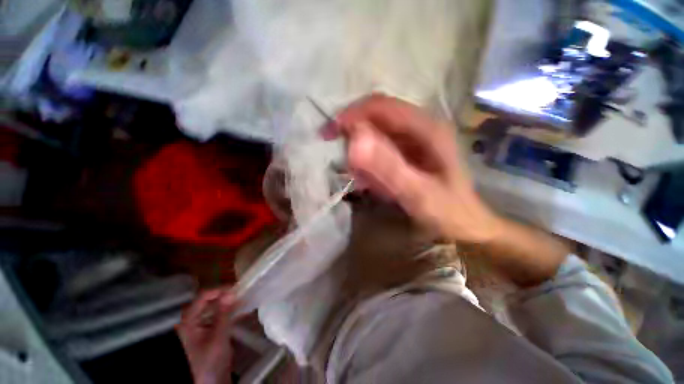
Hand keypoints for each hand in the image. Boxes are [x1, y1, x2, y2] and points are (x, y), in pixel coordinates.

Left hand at [176, 289, 238, 383]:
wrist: (211, 383)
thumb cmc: (210, 361)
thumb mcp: (218, 337)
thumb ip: (224, 314)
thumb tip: (231, 292)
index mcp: (190, 321)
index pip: (203, 297)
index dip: (219, 290)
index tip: (236, 288)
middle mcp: (194, 320)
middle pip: (209, 300)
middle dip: (226, 295)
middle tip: (243, 291)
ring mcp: (202, 325)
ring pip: (216, 307)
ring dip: (230, 302)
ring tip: (245, 297)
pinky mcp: (211, 330)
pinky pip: (221, 315)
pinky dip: (232, 311)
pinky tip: (243, 309)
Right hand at [335, 94, 500, 242]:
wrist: (466, 226)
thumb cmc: (447, 211)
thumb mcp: (418, 193)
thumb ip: (388, 168)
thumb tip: (355, 140)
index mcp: (426, 128)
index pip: (381, 107)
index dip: (352, 115)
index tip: (330, 133)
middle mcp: (420, 127)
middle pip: (377, 116)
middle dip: (354, 132)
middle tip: (343, 159)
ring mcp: (415, 140)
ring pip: (377, 132)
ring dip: (361, 150)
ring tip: (359, 176)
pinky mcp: (410, 152)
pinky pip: (382, 148)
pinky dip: (369, 161)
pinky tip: (369, 179)